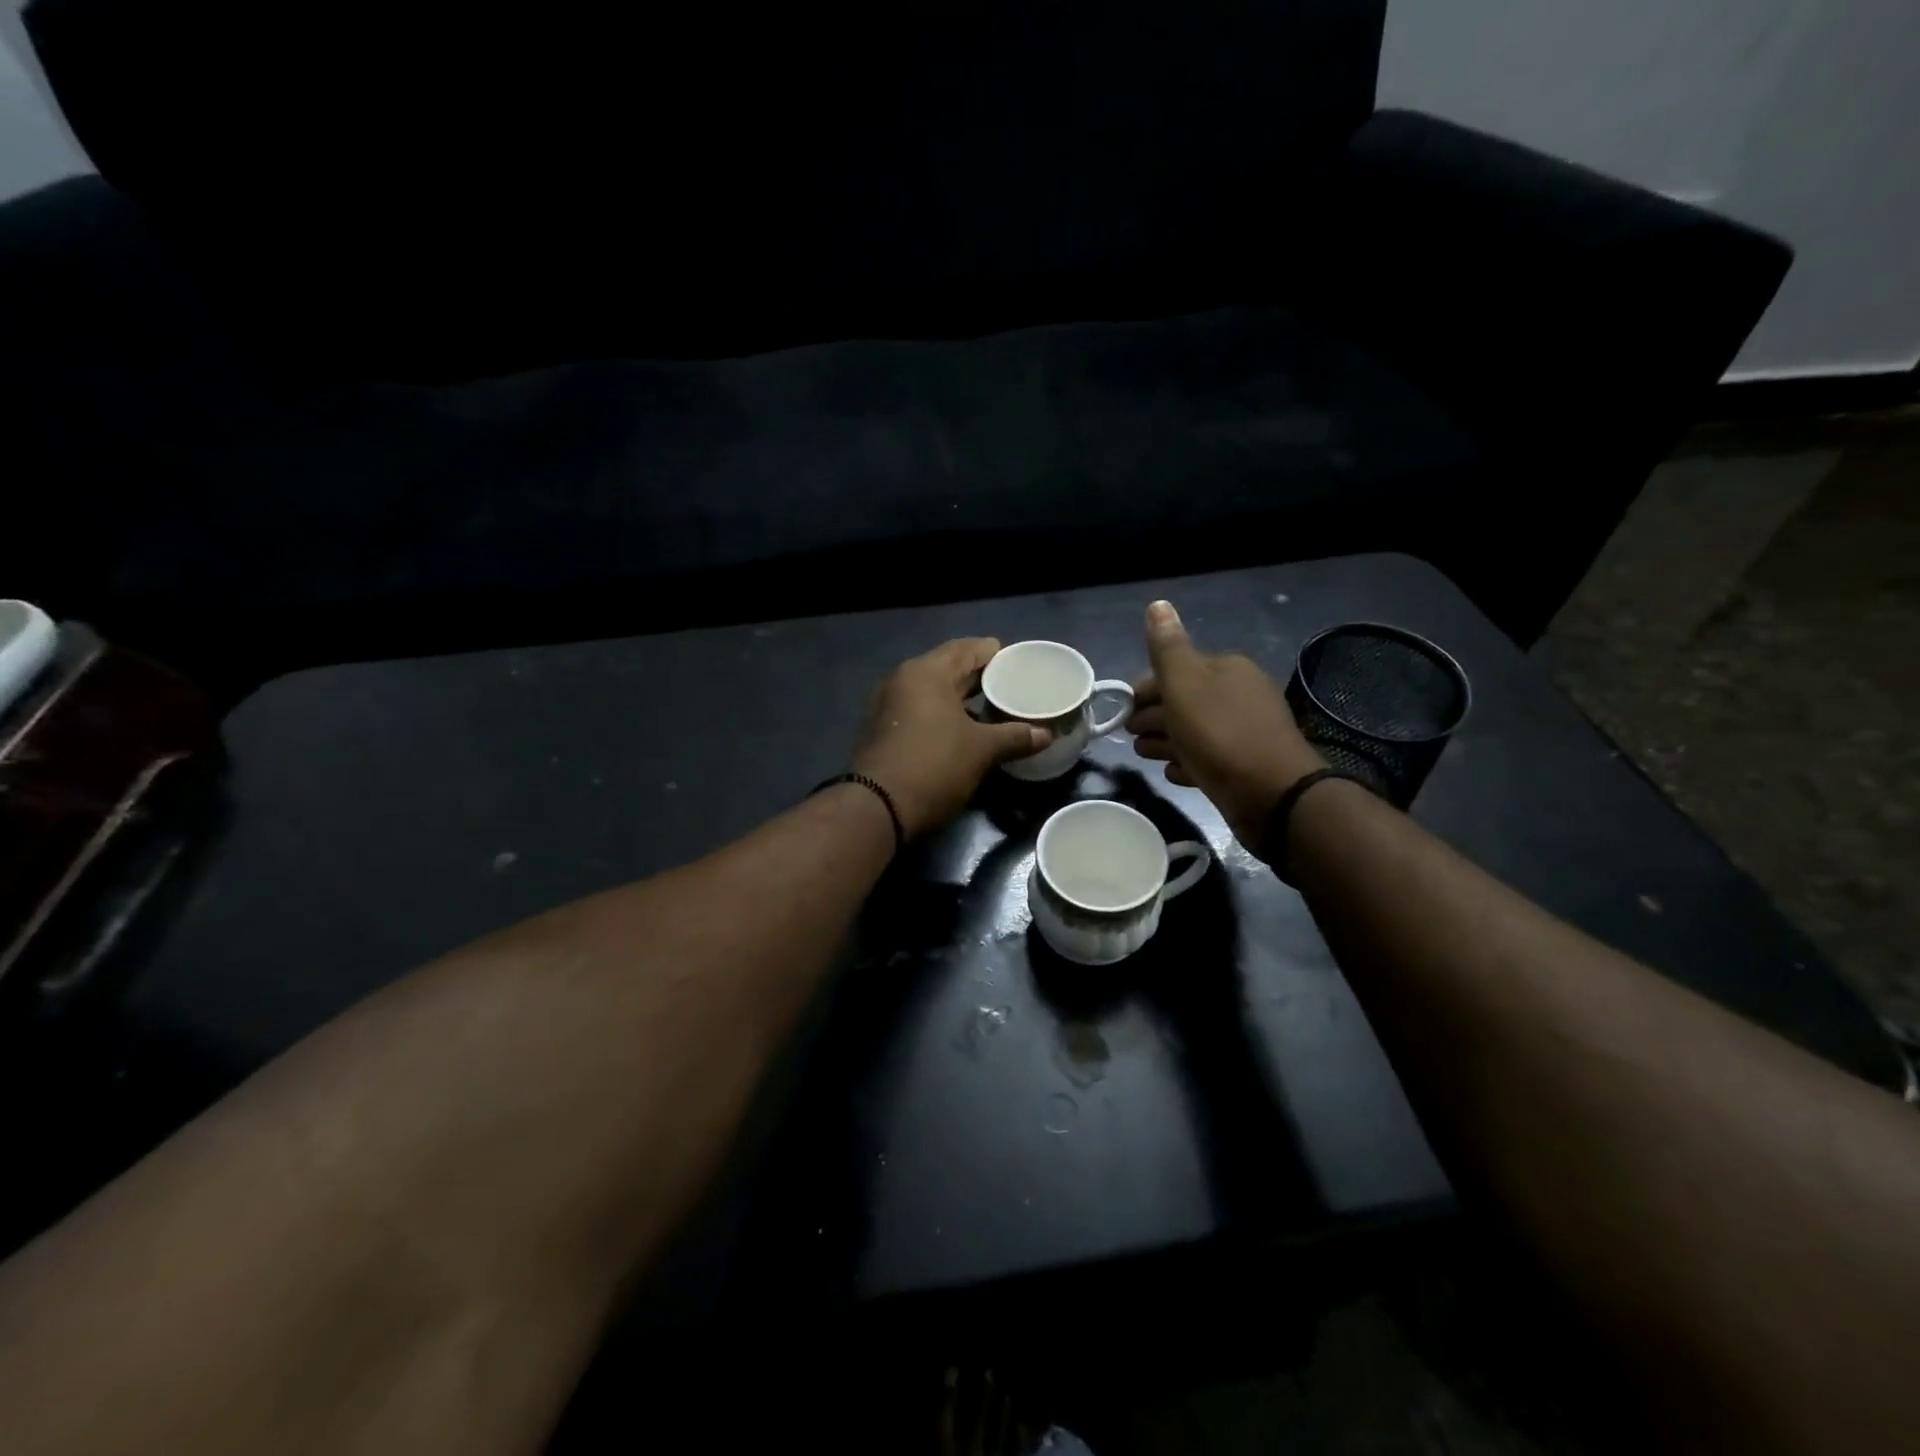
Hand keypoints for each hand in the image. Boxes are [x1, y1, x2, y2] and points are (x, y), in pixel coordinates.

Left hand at [851, 639, 1049, 838]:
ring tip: (994, 709)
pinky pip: (921, 712)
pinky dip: (944, 715)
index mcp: (927, 672)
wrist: (878, 807)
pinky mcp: (884, 730)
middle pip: (949, 669)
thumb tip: (1046, 734)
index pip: (967, 648)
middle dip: (979, 677)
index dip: (995, 653)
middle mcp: (903, 680)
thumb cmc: (934, 765)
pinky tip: (965, 731)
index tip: (1018, 661)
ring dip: (962, 699)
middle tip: (1011, 685)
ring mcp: (889, 706)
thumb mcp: (982, 750)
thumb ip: (1015, 736)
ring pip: (934, 693)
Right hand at [1128, 601, 1324, 848]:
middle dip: (1154, 717)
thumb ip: (1167, 647)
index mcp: (1226, 669)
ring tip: (1147, 756)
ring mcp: (1243, 732)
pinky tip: (1175, 772)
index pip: (1175, 671)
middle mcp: (1238, 695)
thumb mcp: (1185, 683)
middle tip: (1132, 736)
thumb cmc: (1220, 733)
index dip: (1145, 690)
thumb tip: (1157, 604)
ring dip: (1166, 742)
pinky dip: (1188, 763)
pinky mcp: (1244, 766)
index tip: (1124, 712)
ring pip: (1193, 731)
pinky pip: (1208, 758)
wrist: (1271, 793)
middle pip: (1183, 702)